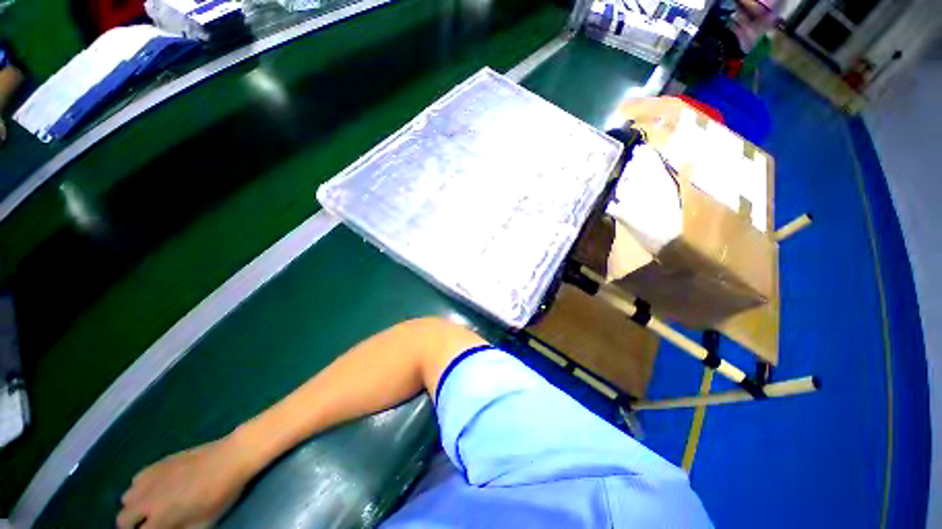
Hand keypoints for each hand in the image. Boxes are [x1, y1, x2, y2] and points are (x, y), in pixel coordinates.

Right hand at [117, 437, 254, 528]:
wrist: (231, 457)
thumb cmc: (221, 494)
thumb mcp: (203, 523)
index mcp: (159, 519)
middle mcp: (147, 501)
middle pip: (122, 519)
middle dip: (131, 526)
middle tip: (148, 526)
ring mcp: (149, 479)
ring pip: (126, 498)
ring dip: (134, 506)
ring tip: (151, 508)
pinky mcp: (156, 463)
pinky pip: (136, 480)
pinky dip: (140, 488)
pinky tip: (156, 488)